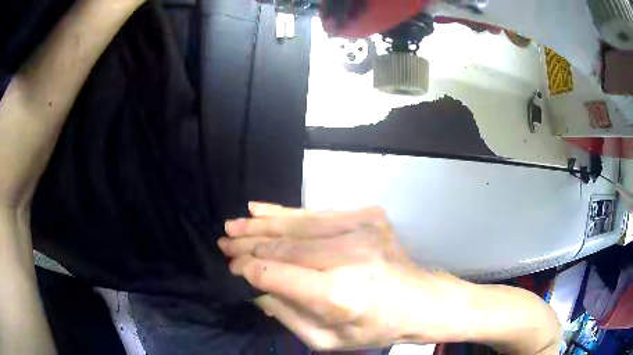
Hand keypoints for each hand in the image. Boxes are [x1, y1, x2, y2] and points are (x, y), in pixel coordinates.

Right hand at [218, 203, 458, 349]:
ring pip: (297, 225)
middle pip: (284, 246)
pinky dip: (287, 212)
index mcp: (339, 295)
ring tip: (234, 224)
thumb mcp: (326, 340)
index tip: (231, 265)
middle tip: (223, 240)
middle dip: (248, 243)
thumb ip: (286, 314)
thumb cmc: (374, 328)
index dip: (249, 267)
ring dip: (261, 225)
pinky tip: (261, 209)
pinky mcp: (368, 217)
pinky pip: (317, 213)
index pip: (277, 274)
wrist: (420, 301)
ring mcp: (361, 231)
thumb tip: (255, 286)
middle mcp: (349, 257)